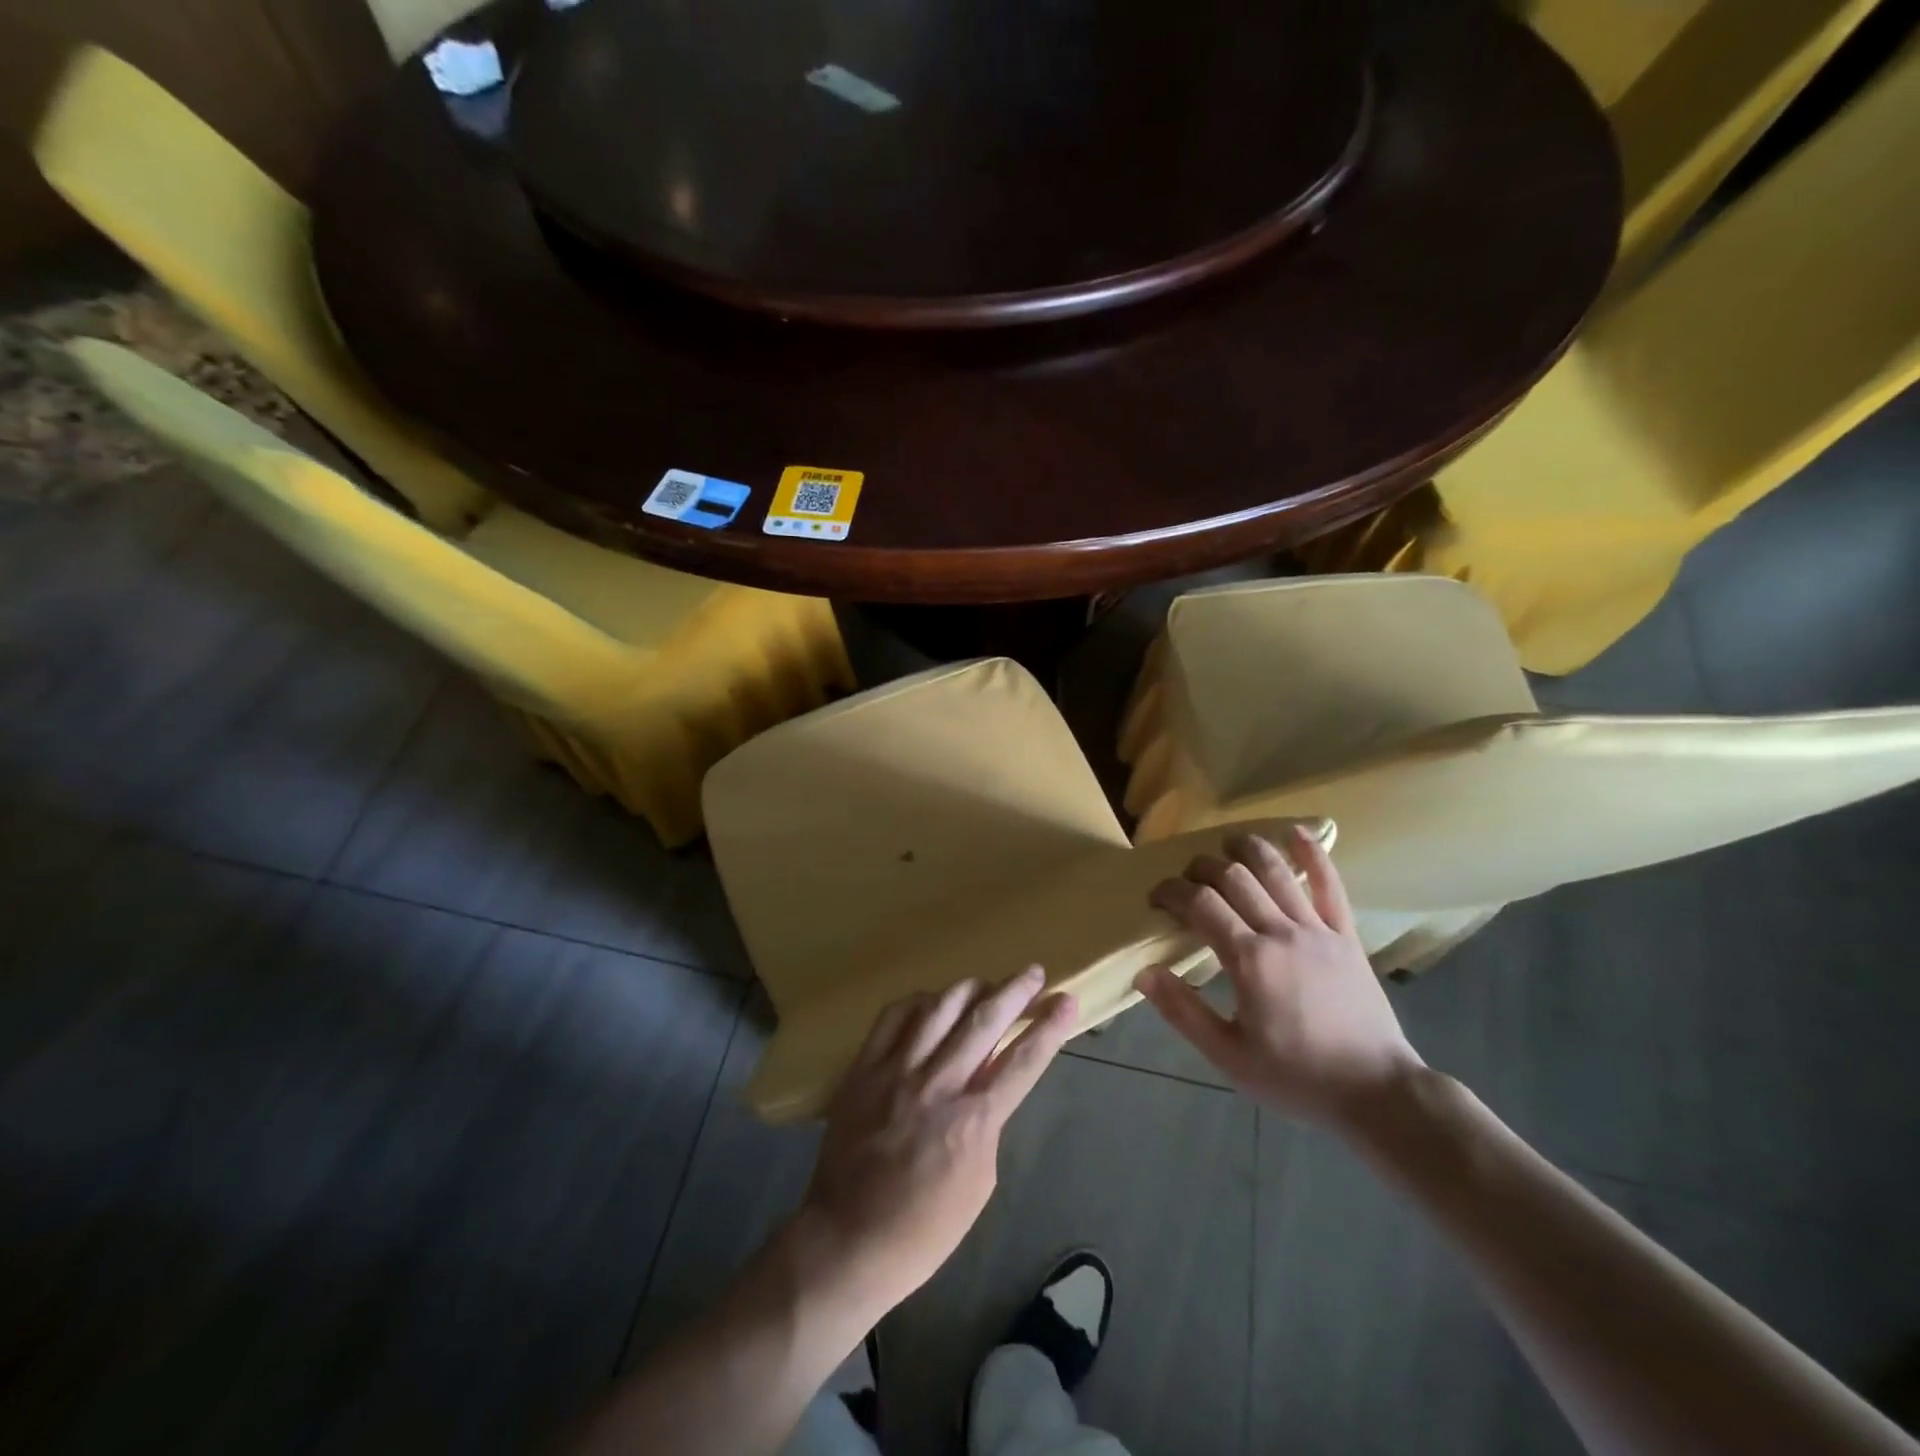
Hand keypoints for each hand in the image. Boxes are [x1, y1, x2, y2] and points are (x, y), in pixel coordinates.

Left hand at [794, 968, 1076, 1312]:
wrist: (848, 1239)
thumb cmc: (924, 1229)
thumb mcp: (979, 1183)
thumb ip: (987, 1124)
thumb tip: (988, 1084)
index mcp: (974, 1121)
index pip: (1023, 1061)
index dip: (1049, 1027)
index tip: (1067, 1000)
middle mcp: (939, 1084)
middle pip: (985, 1021)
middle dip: (1016, 991)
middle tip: (1034, 972)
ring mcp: (897, 1071)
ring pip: (940, 1008)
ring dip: (969, 988)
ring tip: (986, 982)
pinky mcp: (864, 1068)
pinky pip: (893, 1016)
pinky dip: (918, 1002)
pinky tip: (931, 1001)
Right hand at [1135, 826, 1423, 1127]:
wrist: (1377, 1093)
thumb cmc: (1297, 1077)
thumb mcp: (1229, 1055)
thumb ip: (1183, 1011)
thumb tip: (1144, 972)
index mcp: (1248, 960)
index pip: (1199, 904)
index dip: (1171, 892)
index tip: (1156, 898)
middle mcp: (1280, 932)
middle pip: (1233, 877)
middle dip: (1201, 867)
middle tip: (1186, 878)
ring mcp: (1318, 929)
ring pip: (1276, 871)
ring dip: (1247, 848)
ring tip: (1226, 843)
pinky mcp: (1346, 935)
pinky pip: (1330, 885)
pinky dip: (1313, 854)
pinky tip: (1295, 832)